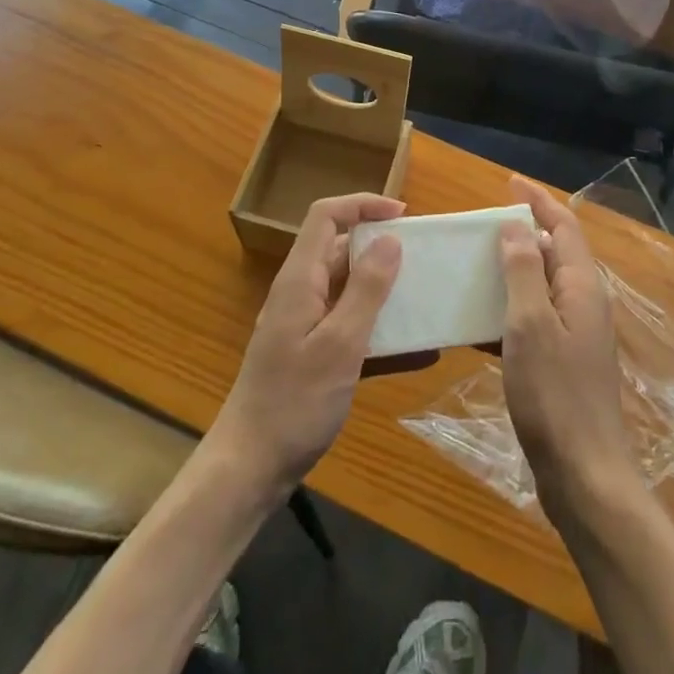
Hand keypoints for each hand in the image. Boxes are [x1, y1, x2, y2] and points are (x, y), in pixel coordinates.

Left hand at [213, 194, 405, 492]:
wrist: (249, 469)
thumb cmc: (294, 403)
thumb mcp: (340, 344)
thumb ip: (366, 290)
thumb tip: (391, 239)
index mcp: (301, 279)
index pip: (326, 216)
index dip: (362, 204)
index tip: (402, 215)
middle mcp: (301, 292)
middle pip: (339, 248)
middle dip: (380, 245)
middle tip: (420, 257)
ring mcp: (304, 324)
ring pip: (348, 288)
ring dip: (384, 288)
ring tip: (423, 296)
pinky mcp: (312, 353)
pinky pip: (350, 325)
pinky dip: (379, 330)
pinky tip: (416, 352)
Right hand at [497, 177, 637, 519]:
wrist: (585, 477)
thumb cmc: (556, 395)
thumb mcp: (531, 324)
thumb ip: (524, 270)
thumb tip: (515, 226)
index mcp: (581, 286)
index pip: (563, 226)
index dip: (537, 200)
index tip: (508, 181)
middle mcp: (583, 303)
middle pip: (554, 252)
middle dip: (522, 233)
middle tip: (480, 226)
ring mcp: (575, 336)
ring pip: (541, 287)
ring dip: (511, 272)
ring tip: (473, 266)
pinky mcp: (563, 364)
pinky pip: (533, 321)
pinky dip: (508, 311)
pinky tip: (476, 323)